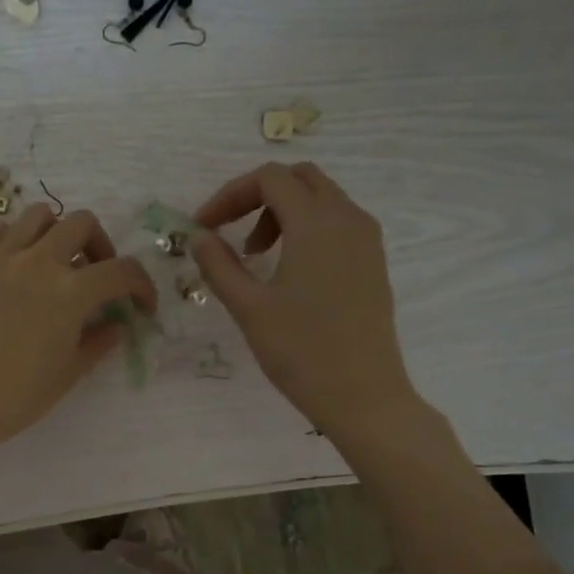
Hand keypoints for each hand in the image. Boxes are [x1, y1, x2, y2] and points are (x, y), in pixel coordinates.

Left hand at [0, 204, 156, 454]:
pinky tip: (15, 268)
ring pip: (39, 216)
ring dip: (57, 234)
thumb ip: (99, 341)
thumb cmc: (16, 397)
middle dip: (100, 248)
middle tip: (96, 276)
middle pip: (82, 224)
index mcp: (70, 292)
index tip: (141, 304)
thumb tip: (117, 325)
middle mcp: (37, 262)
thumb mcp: (69, 373)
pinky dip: (16, 240)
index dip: (142, 285)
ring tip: (54, 264)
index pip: (122, 271)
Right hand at [192, 163, 418, 437]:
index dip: (229, 195)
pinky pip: (338, 224)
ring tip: (256, 256)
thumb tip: (199, 237)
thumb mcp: (249, 308)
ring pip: (321, 199)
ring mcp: (367, 240)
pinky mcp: (373, 263)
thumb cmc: (301, 351)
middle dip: (257, 197)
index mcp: (316, 222)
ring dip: (282, 213)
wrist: (363, 395)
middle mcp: (347, 218)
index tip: (203, 227)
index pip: (268, 179)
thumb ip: (219, 266)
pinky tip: (289, 271)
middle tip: (230, 234)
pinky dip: (307, 229)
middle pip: (299, 179)